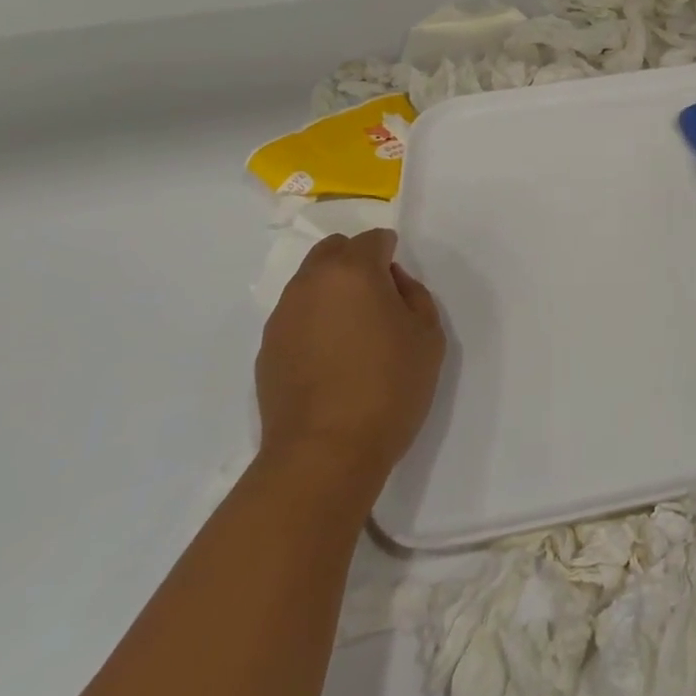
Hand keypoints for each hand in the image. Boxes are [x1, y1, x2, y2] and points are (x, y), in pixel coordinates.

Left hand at [255, 230, 445, 481]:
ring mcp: (282, 317)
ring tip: (352, 335)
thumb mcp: (428, 335)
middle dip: (356, 263)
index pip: (373, 239)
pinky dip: (314, 323)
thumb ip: (414, 294)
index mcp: (352, 271)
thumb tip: (391, 283)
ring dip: (332, 293)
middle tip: (377, 302)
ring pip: (310, 284)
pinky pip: (296, 318)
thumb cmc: (388, 387)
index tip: (400, 289)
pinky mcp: (266, 351)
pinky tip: (330, 361)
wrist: (324, 455)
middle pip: (333, 251)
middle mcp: (310, 284)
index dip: (391, 255)